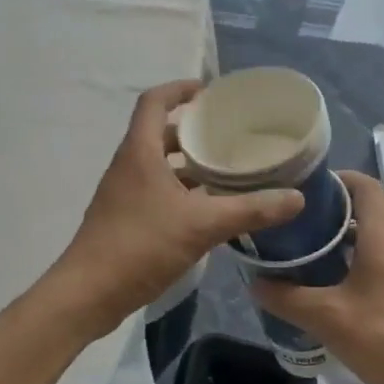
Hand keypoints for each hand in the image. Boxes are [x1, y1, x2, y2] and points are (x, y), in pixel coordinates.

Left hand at [54, 80, 304, 335]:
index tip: (210, 92)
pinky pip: (156, 190)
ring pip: (158, 164)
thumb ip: (249, 210)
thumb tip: (296, 197)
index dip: (180, 89)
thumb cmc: (140, 245)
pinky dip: (181, 190)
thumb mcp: (201, 225)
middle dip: (193, 130)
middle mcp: (128, 165)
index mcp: (140, 151)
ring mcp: (123, 193)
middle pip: (159, 132)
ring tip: (226, 169)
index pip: (155, 102)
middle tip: (229, 134)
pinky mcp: (124, 218)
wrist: (87, 294)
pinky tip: (208, 208)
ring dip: (188, 163)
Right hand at [252, 171, 383, 383]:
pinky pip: (376, 257)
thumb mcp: (327, 318)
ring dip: (340, 234)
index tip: (303, 187)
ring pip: (371, 234)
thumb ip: (288, 298)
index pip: (365, 185)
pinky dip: (350, 256)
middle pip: (367, 207)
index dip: (336, 178)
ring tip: (303, 244)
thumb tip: (256, 283)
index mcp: (383, 236)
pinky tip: (325, 279)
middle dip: (331, 207)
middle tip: (294, 217)